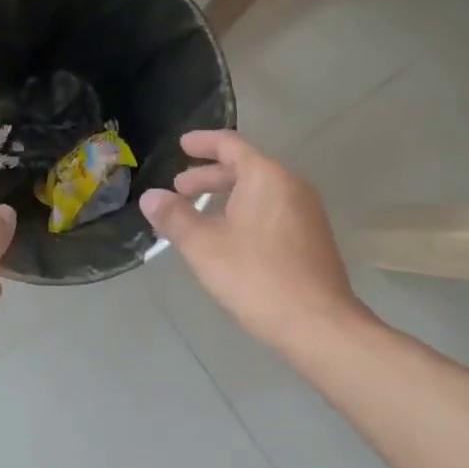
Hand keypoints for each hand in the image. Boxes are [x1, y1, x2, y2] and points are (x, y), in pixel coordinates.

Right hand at [141, 131, 365, 352]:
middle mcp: (291, 185)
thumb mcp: (204, 247)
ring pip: (260, 191)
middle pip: (246, 168)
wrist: (318, 324)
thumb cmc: (257, 278)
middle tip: (180, 189)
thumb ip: (175, 217)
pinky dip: (246, 212)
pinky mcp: (312, 236)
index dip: (203, 143)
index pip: (231, 145)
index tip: (182, 145)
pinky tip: (230, 237)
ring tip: (200, 214)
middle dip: (210, 176)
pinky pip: (272, 210)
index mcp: (266, 177)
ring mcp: (306, 211)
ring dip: (227, 196)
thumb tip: (150, 197)